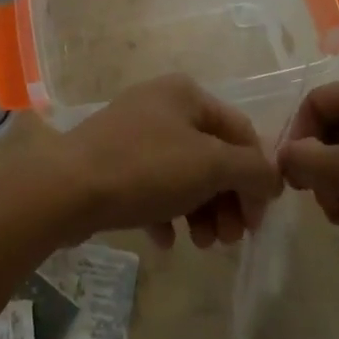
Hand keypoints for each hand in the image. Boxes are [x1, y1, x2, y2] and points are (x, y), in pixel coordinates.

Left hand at [46, 74, 282, 248]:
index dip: (256, 176)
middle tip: (229, 239)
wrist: (65, 188)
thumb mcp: (210, 165)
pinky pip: (152, 186)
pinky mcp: (112, 161)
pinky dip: (166, 212)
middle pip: (212, 155)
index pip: (240, 131)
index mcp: (186, 94)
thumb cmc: (145, 168)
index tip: (257, 221)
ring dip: (201, 210)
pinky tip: (164, 240)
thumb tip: (273, 178)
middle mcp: (161, 104)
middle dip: (227, 199)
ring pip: (183, 174)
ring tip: (199, 244)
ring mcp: (133, 132)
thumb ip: (252, 170)